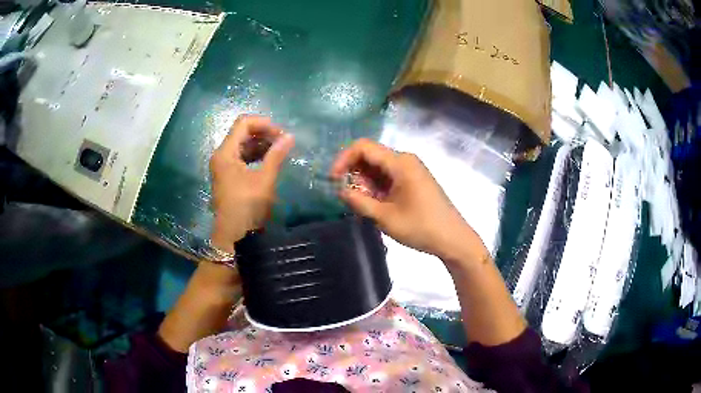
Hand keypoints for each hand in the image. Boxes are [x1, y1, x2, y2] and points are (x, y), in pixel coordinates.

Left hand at [209, 115, 294, 252]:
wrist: (233, 236)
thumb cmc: (247, 206)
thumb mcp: (264, 180)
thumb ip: (276, 155)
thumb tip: (290, 137)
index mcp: (225, 153)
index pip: (243, 123)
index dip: (264, 123)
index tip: (281, 133)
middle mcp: (221, 156)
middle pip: (242, 133)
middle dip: (264, 133)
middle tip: (284, 142)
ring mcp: (224, 167)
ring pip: (243, 145)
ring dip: (261, 145)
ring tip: (280, 151)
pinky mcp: (229, 177)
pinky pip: (243, 158)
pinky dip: (257, 156)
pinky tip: (271, 161)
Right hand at [331, 139, 486, 263]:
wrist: (453, 239)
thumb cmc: (421, 227)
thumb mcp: (385, 217)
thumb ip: (359, 201)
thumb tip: (341, 191)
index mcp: (400, 163)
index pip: (363, 147)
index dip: (343, 159)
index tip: (334, 180)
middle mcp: (405, 160)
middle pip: (370, 156)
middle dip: (355, 175)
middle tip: (353, 199)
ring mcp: (411, 169)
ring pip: (378, 168)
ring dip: (366, 184)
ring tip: (367, 207)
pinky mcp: (413, 180)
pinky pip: (388, 176)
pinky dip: (377, 188)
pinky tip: (377, 206)